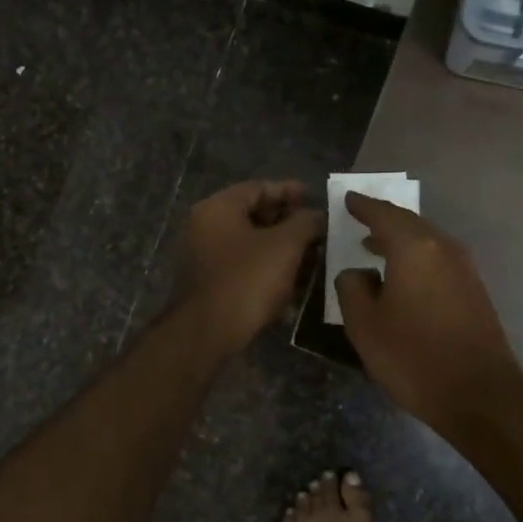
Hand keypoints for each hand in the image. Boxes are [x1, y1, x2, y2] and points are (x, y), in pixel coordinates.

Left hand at [173, 180, 323, 355]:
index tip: (315, 199)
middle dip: (289, 224)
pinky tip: (294, 286)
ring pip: (251, 245)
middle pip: (254, 216)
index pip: (259, 187)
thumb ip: (305, 222)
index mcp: (218, 208)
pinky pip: (244, 268)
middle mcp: (205, 227)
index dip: (290, 191)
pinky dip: (268, 271)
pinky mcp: (210, 284)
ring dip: (282, 250)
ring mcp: (204, 257)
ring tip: (313, 261)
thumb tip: (316, 216)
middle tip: (318, 232)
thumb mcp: (285, 245)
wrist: (206, 333)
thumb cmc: (246, 279)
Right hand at [335, 192, 522, 435]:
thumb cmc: (413, 357)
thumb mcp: (365, 325)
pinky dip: (416, 257)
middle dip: (383, 220)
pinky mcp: (474, 290)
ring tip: (375, 248)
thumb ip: (351, 288)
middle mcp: (442, 248)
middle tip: (360, 220)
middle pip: (408, 223)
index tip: (347, 199)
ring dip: (400, 240)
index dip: (362, 206)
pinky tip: (403, 277)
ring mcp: (463, 268)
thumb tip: (357, 272)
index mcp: (414, 248)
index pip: (383, 214)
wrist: (480, 395)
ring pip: (426, 241)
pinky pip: (438, 259)